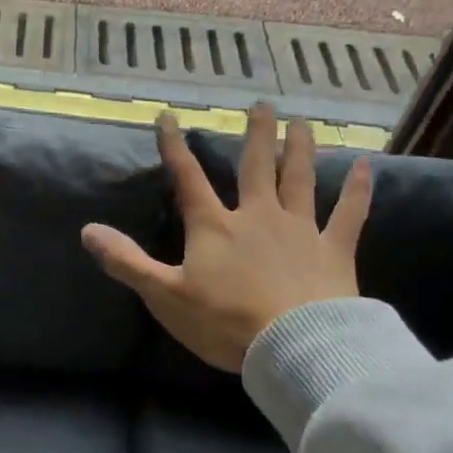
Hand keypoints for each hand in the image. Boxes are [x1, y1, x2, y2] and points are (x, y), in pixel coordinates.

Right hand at [81, 107, 371, 372]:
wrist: (295, 348)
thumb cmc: (225, 322)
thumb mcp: (164, 295)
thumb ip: (126, 261)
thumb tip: (86, 230)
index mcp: (214, 226)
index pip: (188, 178)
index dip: (174, 147)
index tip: (168, 117)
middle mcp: (257, 216)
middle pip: (255, 166)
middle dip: (256, 134)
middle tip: (262, 104)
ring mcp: (299, 229)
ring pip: (300, 179)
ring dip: (300, 149)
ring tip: (302, 122)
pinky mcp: (334, 250)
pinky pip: (349, 214)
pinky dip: (358, 190)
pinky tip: (366, 166)